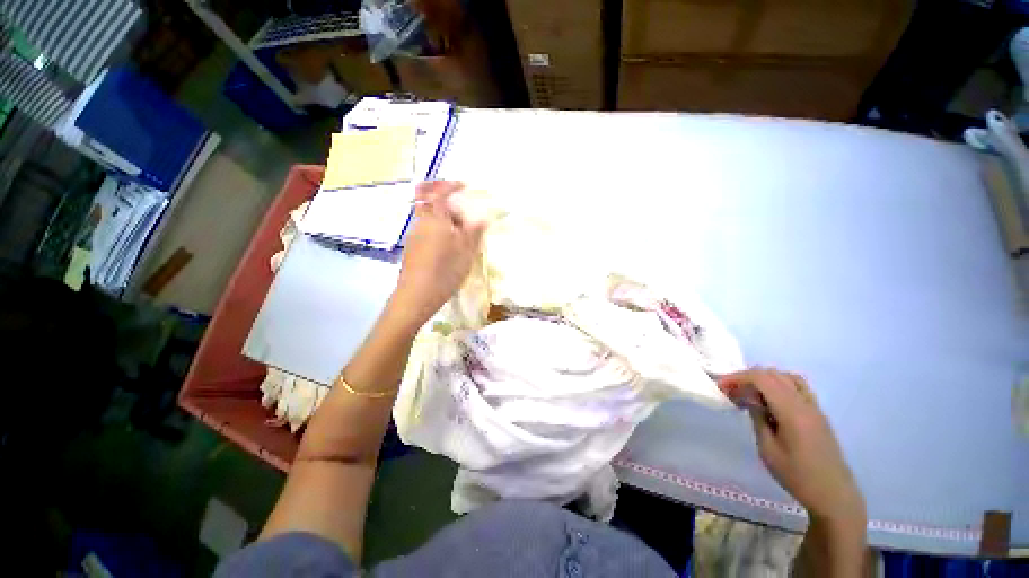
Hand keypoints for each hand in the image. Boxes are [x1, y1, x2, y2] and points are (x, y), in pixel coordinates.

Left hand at [388, 181, 487, 327]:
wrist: (417, 295)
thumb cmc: (445, 270)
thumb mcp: (466, 252)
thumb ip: (474, 232)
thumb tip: (482, 218)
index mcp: (435, 219)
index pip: (440, 192)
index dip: (451, 185)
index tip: (463, 185)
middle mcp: (421, 223)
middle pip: (428, 202)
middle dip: (443, 200)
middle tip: (460, 211)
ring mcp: (414, 236)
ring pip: (427, 218)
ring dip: (442, 218)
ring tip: (459, 235)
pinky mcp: (411, 248)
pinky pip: (426, 230)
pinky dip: (437, 230)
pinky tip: (448, 247)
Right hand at [718, 369, 865, 529]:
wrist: (834, 495)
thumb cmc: (797, 476)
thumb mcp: (768, 450)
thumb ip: (758, 419)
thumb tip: (750, 400)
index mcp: (792, 411)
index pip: (762, 379)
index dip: (738, 378)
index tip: (721, 387)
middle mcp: (804, 403)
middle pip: (773, 374)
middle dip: (748, 377)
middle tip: (731, 391)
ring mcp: (814, 408)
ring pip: (787, 378)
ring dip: (764, 379)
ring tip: (749, 393)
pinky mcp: (818, 414)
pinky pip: (798, 388)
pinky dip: (779, 385)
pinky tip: (770, 401)